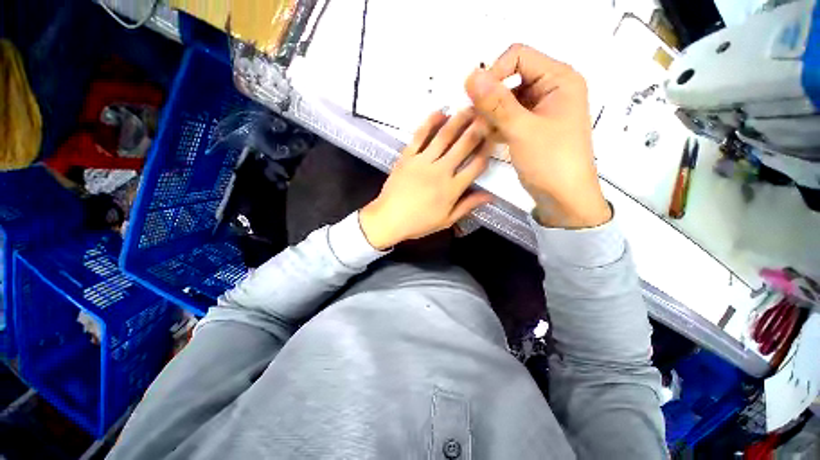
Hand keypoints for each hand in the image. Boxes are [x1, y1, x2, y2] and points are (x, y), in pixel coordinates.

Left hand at [359, 109, 493, 249]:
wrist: (388, 219)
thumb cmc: (418, 223)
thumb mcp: (446, 220)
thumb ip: (467, 206)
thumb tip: (489, 196)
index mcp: (452, 189)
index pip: (476, 166)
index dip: (487, 151)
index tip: (494, 138)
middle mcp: (440, 171)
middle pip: (464, 145)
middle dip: (478, 128)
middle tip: (488, 113)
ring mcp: (422, 161)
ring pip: (444, 136)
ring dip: (458, 120)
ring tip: (470, 107)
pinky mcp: (407, 156)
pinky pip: (419, 136)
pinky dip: (430, 123)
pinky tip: (440, 112)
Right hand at [465, 44, 610, 228]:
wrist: (564, 198)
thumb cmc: (551, 162)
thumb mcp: (522, 130)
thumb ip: (496, 103)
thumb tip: (471, 76)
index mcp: (559, 79)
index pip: (519, 57)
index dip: (494, 72)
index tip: (476, 98)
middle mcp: (551, 88)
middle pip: (512, 77)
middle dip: (490, 97)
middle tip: (476, 119)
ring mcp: (541, 109)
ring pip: (507, 99)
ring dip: (491, 113)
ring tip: (481, 131)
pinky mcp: (532, 126)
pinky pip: (509, 116)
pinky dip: (496, 124)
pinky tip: (489, 136)